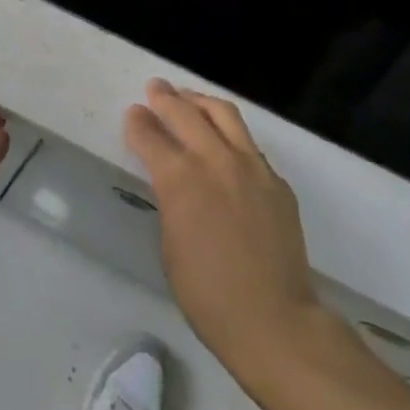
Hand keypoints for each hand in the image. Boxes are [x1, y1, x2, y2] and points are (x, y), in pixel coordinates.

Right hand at [126, 79, 322, 379]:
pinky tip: (224, 143)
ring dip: (200, 101)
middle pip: (185, 112)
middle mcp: (214, 159)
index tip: (133, 113)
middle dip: (165, 97)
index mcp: (179, 178)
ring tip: (189, 98)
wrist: (275, 320)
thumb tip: (170, 179)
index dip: (138, 121)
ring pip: (222, 113)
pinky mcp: (276, 181)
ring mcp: (251, 166)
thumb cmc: (208, 294)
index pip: (150, 135)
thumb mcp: (170, 244)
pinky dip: (229, 133)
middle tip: (155, 88)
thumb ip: (170, 199)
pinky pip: (249, 144)